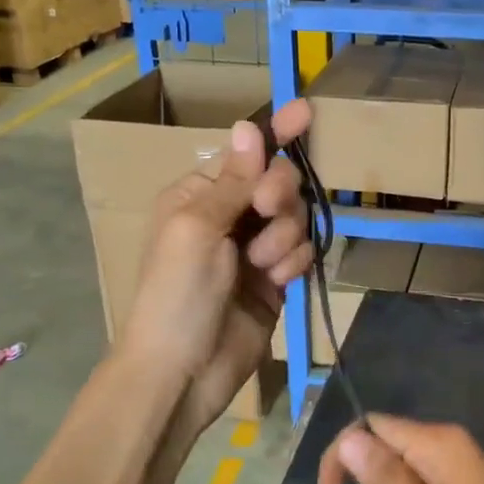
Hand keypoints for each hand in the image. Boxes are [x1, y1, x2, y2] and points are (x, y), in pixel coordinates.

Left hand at [118, 100, 312, 451]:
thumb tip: (247, 126)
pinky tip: (277, 282)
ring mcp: (253, 249)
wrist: (183, 372)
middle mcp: (228, 216)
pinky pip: (302, 251)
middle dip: (279, 194)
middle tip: (267, 209)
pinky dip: (293, 262)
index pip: (245, 155)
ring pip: (296, 218)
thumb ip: (232, 180)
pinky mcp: (275, 280)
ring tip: (263, 267)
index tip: (307, 111)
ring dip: (284, 237)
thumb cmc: (176, 294)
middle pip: (279, 182)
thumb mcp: (197, 228)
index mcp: (199, 195)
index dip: (276, 133)